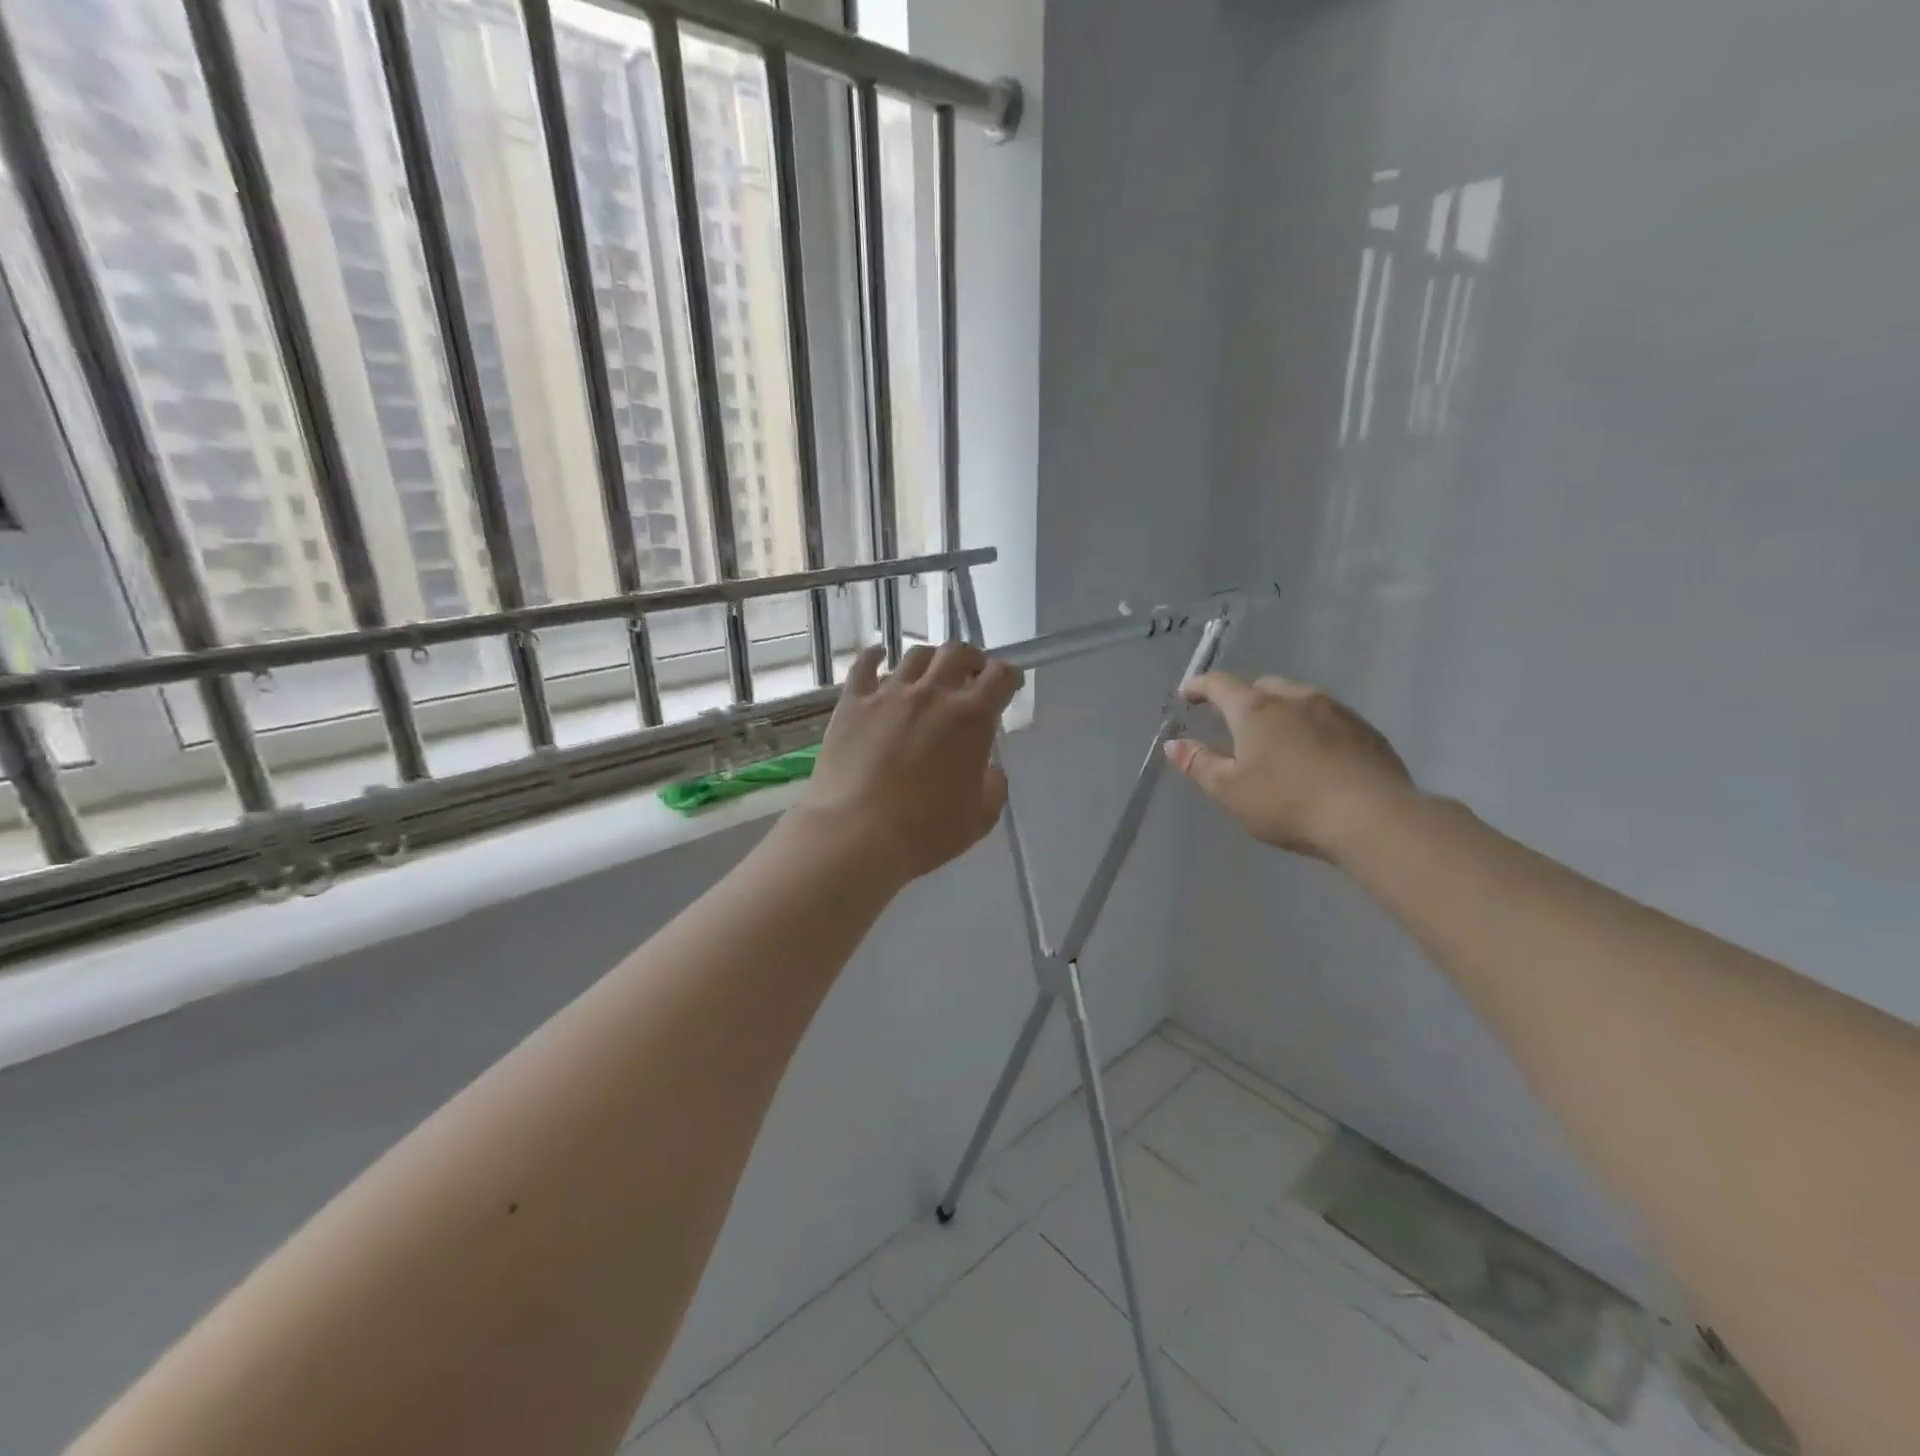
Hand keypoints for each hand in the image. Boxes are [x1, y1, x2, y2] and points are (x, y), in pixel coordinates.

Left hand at [802, 641, 1023, 883]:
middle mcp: (932, 694)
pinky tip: (879, 656)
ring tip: (929, 674)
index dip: (1009, 677)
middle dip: (971, 659)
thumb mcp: (979, 818)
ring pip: (915, 655)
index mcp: (971, 718)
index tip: (1008, 686)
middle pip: (957, 653)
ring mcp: (889, 694)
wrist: (856, 834)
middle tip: (971, 675)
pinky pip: (864, 666)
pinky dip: (875, 656)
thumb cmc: (925, 832)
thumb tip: (989, 770)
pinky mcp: (853, 703)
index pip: (1000, 676)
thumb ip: (993, 786)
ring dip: (930, 659)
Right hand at [1165, 672, 1416, 862]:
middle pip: (1262, 686)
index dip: (1199, 686)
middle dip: (1243, 697)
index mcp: (1256, 709)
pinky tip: (1314, 755)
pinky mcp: (1366, 731)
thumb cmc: (1288, 802)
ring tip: (1275, 738)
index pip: (1220, 684)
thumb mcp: (1231, 791)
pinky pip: (1328, 718)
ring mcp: (1336, 711)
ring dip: (1281, 711)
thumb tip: (1174, 744)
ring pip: (1299, 699)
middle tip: (1232, 721)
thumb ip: (1199, 764)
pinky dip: (1312, 727)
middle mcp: (1296, 698)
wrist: (1372, 817)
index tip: (1187, 693)